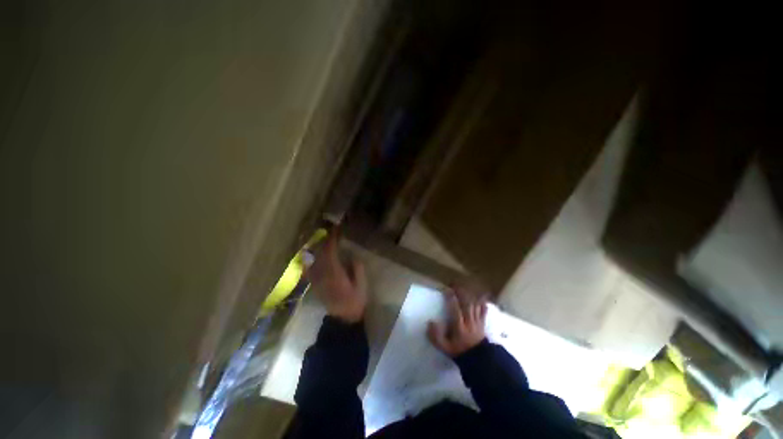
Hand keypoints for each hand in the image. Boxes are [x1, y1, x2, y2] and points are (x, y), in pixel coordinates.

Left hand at [306, 230, 366, 322]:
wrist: (343, 318)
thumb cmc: (355, 301)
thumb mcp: (362, 285)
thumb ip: (357, 269)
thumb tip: (353, 256)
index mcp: (336, 274)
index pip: (331, 252)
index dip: (332, 240)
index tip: (336, 230)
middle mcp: (323, 275)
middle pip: (320, 254)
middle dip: (324, 241)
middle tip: (329, 231)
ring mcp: (317, 280)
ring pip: (314, 260)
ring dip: (317, 248)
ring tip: (322, 239)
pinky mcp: (315, 285)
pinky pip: (309, 269)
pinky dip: (309, 260)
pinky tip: (309, 255)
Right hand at [428, 288, 486, 356]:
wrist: (478, 360)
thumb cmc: (459, 351)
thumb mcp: (444, 347)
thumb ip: (436, 336)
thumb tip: (430, 322)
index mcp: (459, 327)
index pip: (455, 310)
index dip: (451, 299)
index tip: (447, 290)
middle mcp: (469, 322)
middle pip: (466, 304)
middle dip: (460, 293)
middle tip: (454, 284)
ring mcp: (477, 322)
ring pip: (474, 305)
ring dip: (469, 295)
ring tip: (464, 287)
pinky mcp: (482, 322)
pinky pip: (483, 310)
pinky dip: (482, 302)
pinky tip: (480, 297)